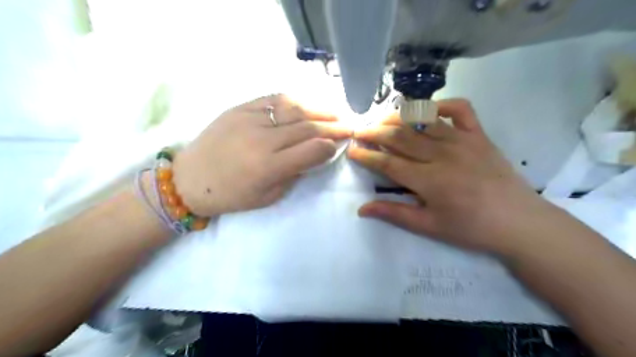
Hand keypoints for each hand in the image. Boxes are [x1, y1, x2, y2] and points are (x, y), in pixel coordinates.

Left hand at [173, 95, 352, 215]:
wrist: (189, 179)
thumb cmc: (231, 195)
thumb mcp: (268, 197)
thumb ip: (294, 174)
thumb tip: (315, 155)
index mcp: (268, 167)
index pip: (312, 150)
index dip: (331, 146)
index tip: (341, 144)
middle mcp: (262, 139)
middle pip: (307, 127)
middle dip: (333, 125)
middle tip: (350, 124)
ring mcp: (249, 119)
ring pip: (294, 108)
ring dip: (319, 109)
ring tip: (335, 111)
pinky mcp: (239, 108)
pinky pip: (273, 99)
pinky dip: (295, 100)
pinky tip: (308, 103)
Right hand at [348, 98, 557, 253]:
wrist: (519, 222)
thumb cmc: (471, 228)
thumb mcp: (429, 226)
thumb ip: (394, 213)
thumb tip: (362, 209)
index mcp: (429, 180)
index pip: (388, 162)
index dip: (367, 156)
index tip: (352, 150)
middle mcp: (442, 154)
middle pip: (401, 137)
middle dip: (375, 132)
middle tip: (360, 131)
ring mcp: (463, 140)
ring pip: (423, 120)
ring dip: (399, 117)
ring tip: (382, 119)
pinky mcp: (479, 135)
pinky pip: (460, 109)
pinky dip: (441, 104)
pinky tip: (427, 110)